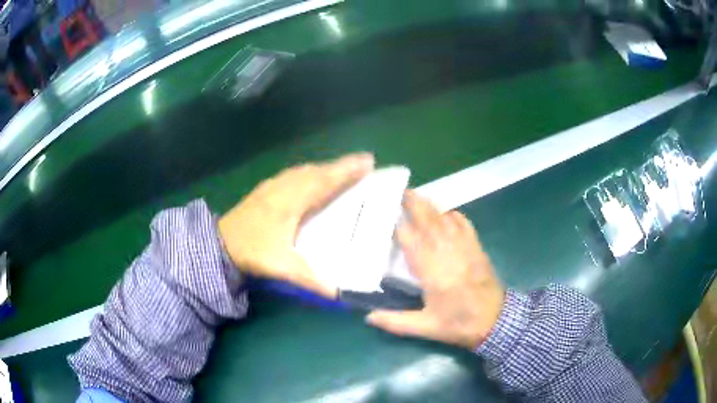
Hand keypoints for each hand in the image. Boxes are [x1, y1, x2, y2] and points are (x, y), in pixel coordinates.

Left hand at [218, 153, 374, 297]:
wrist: (218, 244)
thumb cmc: (252, 251)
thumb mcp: (282, 267)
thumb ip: (312, 280)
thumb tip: (341, 295)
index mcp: (292, 201)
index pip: (325, 181)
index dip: (347, 171)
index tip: (369, 161)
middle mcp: (285, 187)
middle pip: (318, 170)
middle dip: (342, 165)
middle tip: (365, 162)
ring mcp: (273, 185)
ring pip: (305, 170)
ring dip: (327, 167)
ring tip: (344, 168)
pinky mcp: (265, 189)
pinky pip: (295, 174)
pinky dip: (311, 171)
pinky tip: (312, 176)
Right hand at [367, 191, 504, 349]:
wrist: (496, 320)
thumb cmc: (459, 323)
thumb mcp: (426, 327)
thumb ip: (395, 322)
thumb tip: (368, 317)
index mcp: (432, 271)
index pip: (410, 240)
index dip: (398, 225)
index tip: (385, 214)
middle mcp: (447, 252)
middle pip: (428, 221)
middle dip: (414, 204)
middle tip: (400, 191)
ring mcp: (464, 247)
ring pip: (445, 218)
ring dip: (430, 206)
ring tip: (417, 197)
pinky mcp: (476, 247)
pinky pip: (463, 223)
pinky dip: (452, 215)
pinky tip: (445, 214)